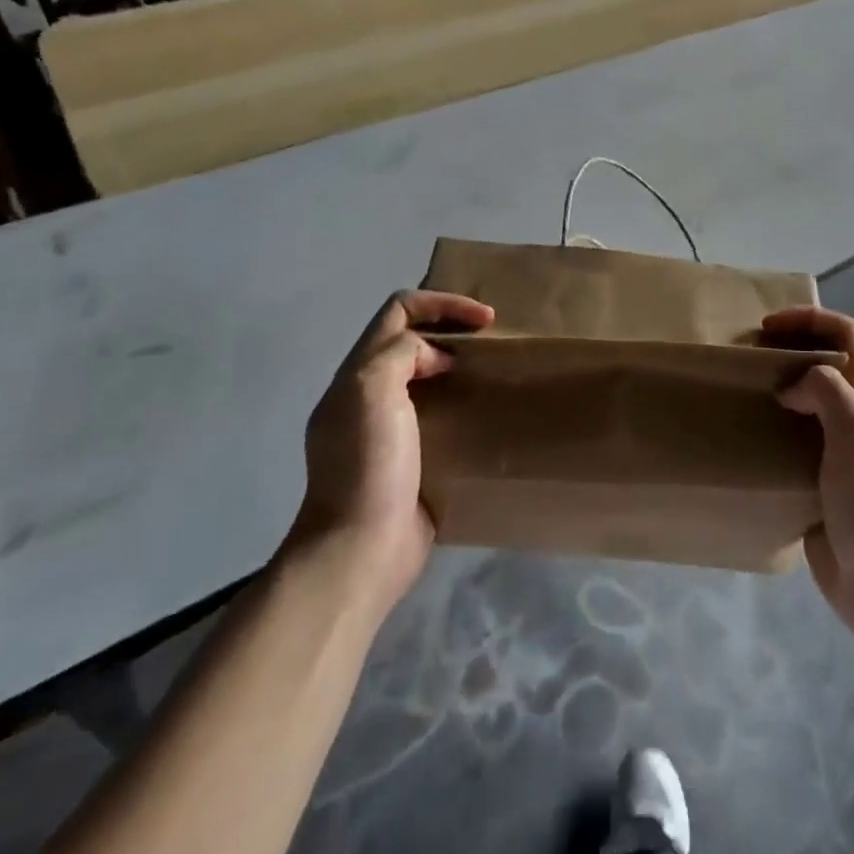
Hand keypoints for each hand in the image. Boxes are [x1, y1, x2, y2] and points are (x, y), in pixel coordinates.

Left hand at [287, 290, 494, 615]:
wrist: (361, 550)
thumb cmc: (368, 466)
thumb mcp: (372, 390)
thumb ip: (400, 354)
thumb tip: (434, 356)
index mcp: (357, 373)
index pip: (398, 312)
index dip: (442, 304)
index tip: (485, 320)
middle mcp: (370, 395)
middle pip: (412, 341)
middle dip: (452, 331)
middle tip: (494, 343)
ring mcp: (390, 430)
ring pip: (427, 378)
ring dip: (460, 368)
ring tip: (496, 373)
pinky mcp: (411, 461)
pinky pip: (439, 417)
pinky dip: (462, 405)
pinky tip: (487, 415)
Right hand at [763, 306, 853, 640]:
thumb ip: (827, 395)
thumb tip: (789, 387)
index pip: (847, 337)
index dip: (810, 319)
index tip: (767, 328)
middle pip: (823, 367)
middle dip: (786, 352)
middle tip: (745, 361)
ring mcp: (838, 457)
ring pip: (804, 407)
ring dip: (774, 394)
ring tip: (737, 398)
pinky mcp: (819, 488)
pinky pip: (791, 448)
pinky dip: (768, 436)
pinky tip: (743, 445)